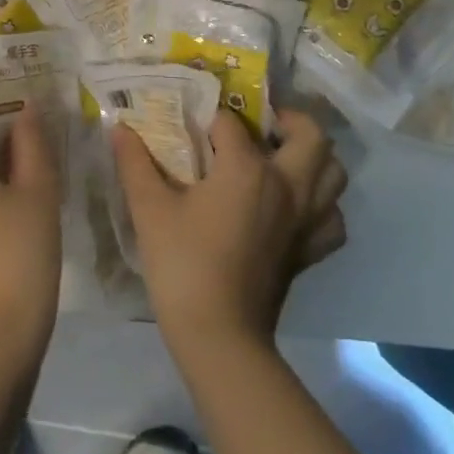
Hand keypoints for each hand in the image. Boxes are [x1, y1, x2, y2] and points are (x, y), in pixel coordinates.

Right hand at [112, 107, 346, 360]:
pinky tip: (295, 205)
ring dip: (313, 157)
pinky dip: (322, 203)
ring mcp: (306, 220)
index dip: (208, 118)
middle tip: (260, 124)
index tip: (189, 125)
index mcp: (248, 170)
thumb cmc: (182, 263)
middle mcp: (287, 186)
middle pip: (311, 135)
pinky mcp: (310, 251)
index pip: (231, 123)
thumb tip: (119, 127)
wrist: (218, 334)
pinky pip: (333, 216)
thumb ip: (135, 162)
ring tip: (281, 157)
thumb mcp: (149, 207)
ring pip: (334, 173)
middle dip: (288, 120)